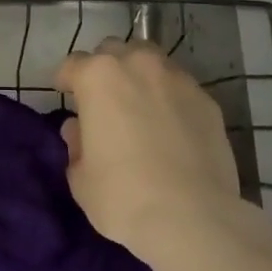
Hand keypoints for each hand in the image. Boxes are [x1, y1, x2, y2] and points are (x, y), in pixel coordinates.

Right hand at [55, 39, 242, 259]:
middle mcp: (136, 64)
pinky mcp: (206, 99)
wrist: (193, 219)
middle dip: (104, 70)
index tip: (65, 94)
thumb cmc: (123, 196)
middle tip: (104, 100)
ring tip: (140, 105)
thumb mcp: (81, 178)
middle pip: (113, 51)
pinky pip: (179, 88)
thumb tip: (79, 130)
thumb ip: (76, 145)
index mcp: (98, 76)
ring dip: (139, 76)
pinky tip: (172, 126)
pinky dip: (170, 98)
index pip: (73, 64)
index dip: (66, 80)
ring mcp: (176, 78)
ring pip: (150, 61)